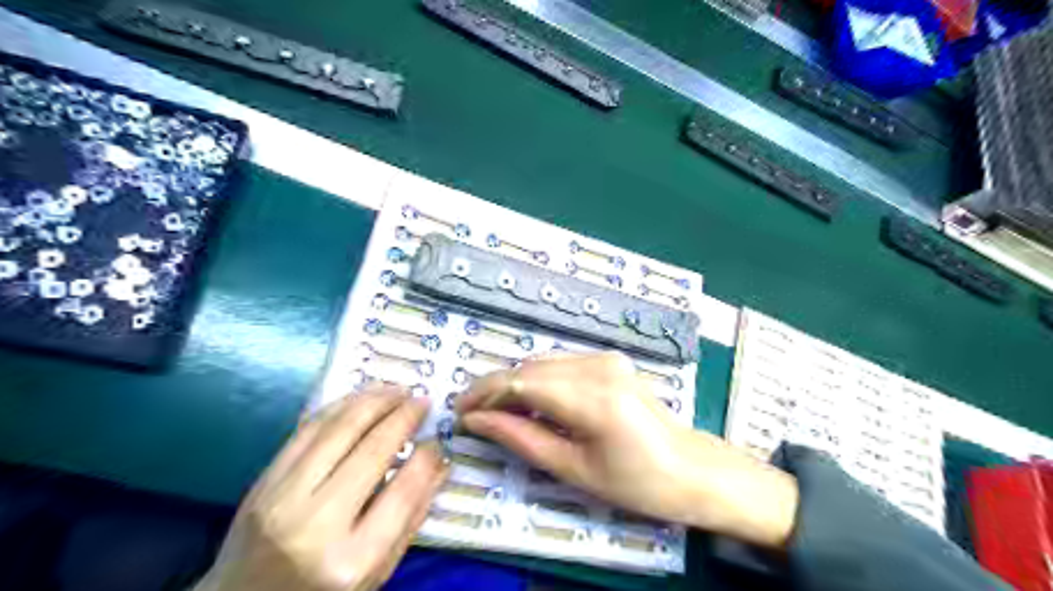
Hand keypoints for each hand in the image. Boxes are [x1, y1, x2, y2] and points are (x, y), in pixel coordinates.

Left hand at [194, 388, 448, 590]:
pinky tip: (362, 397)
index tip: (438, 440)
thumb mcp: (376, 572)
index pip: (403, 491)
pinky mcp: (264, 480)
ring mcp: (282, 497)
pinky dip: (341, 406)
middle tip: (423, 401)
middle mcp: (315, 524)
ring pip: (339, 429)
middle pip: (373, 450)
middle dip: (404, 417)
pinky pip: (308, 429)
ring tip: (399, 390)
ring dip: (374, 400)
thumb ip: (411, 518)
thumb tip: (439, 462)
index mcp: (351, 561)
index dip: (427, 458)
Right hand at [457, 351, 793, 549]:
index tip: (459, 412)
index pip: (521, 382)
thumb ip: (522, 438)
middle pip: (529, 367)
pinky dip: (538, 380)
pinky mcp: (610, 360)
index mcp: (593, 398)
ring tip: (499, 413)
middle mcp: (599, 366)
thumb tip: (477, 421)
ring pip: (542, 363)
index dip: (485, 394)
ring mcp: (607, 358)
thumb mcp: (574, 469)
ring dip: (515, 384)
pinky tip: (531, 403)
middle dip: (496, 389)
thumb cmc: (636, 482)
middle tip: (475, 416)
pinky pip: (560, 364)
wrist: (691, 469)